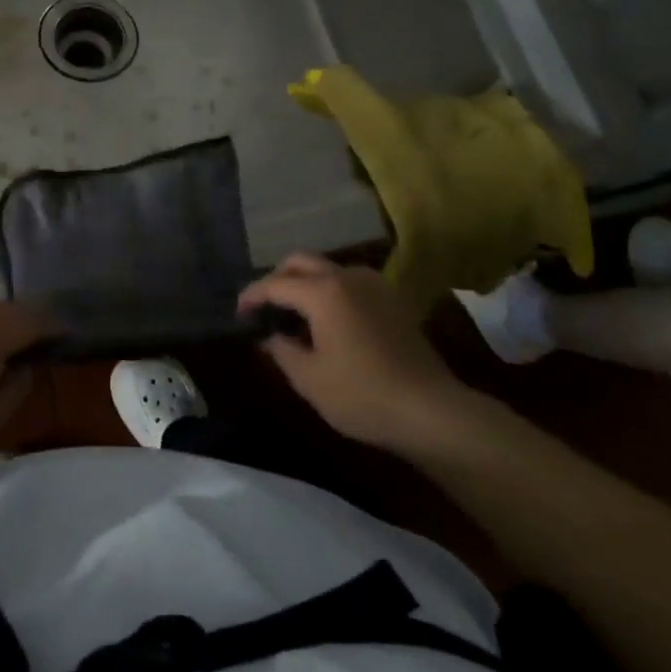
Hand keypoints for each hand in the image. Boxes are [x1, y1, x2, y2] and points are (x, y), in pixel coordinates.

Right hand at [239, 254, 477, 451]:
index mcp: (322, 292)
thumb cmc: (362, 395)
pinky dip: (330, 290)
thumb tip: (270, 337)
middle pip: (301, 261)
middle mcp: (347, 277)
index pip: (275, 284)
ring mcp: (374, 285)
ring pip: (328, 268)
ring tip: (294, 312)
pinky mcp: (392, 300)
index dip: (252, 296)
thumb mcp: (310, 379)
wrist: (430, 410)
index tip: (239, 312)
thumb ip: (282, 351)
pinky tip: (328, 320)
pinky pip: (350, 282)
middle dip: (277, 278)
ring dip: (305, 281)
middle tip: (265, 306)